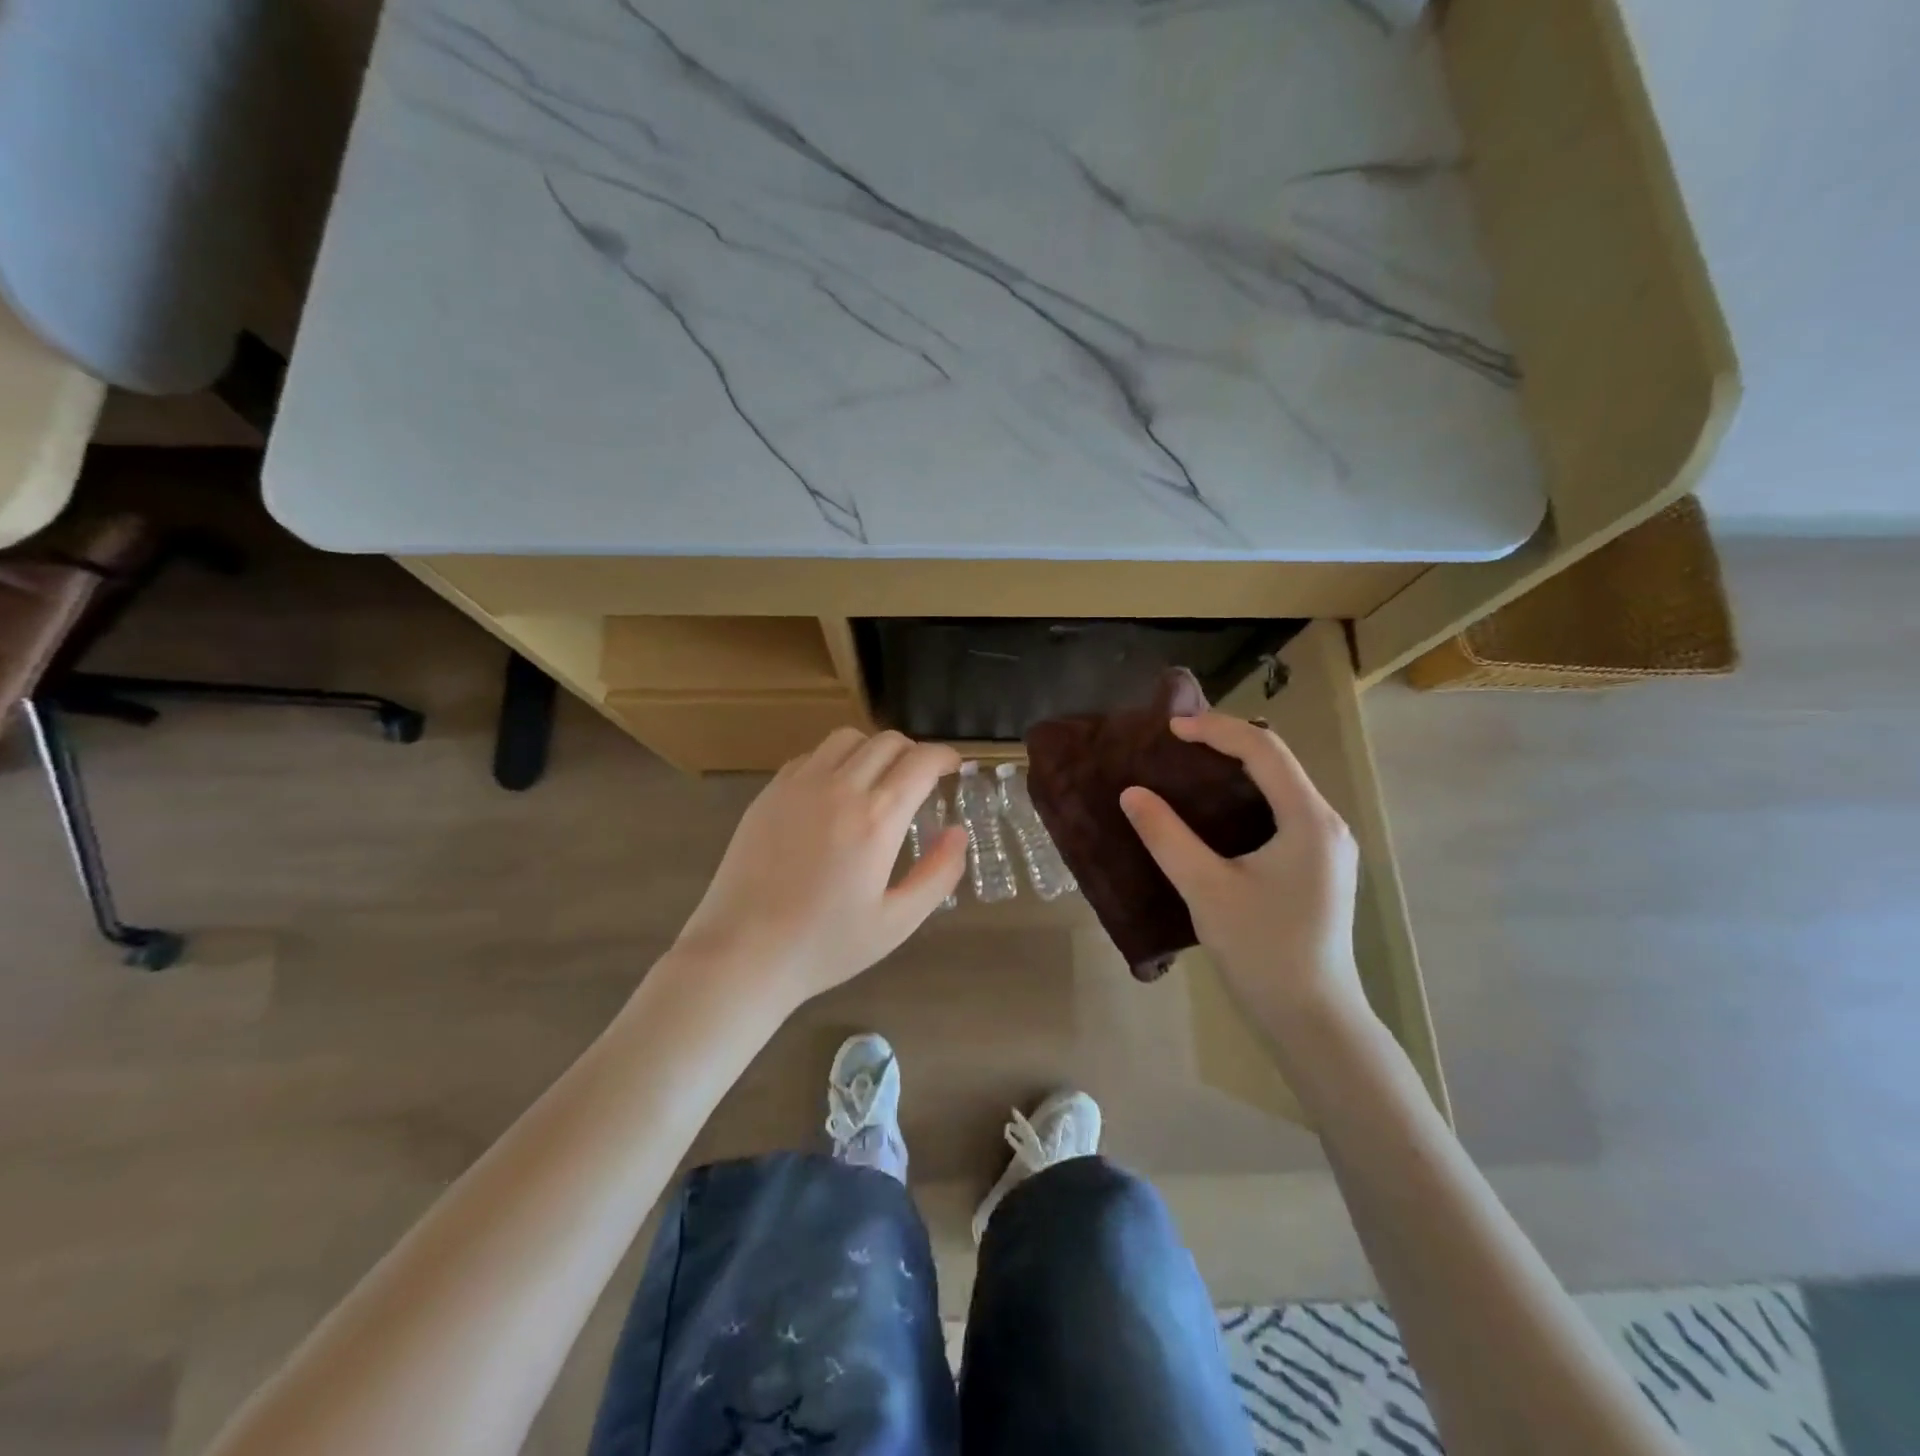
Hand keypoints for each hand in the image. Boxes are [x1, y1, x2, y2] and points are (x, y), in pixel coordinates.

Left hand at [671, 728, 966, 1011]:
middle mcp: (840, 788)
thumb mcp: (896, 922)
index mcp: (876, 819)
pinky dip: (835, 760)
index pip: (920, 761)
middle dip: (914, 752)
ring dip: (873, 750)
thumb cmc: (824, 945)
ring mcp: (799, 786)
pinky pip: (812, 756)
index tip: (952, 766)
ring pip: (847, 739)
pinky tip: (834, 792)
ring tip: (878, 779)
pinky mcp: (769, 793)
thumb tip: (958, 832)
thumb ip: (938, 874)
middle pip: (887, 742)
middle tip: (921, 778)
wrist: (741, 953)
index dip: (944, 756)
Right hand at [1119, 714, 1368, 1031]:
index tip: (1169, 729)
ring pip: (1280, 786)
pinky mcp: (1318, 866)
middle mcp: (1326, 824)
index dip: (1216, 730)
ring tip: (1187, 767)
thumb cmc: (1262, 951)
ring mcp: (1327, 846)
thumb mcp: (1206, 890)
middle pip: (1277, 762)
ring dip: (1235, 769)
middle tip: (1174, 743)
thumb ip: (1167, 836)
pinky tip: (1213, 811)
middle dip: (1226, 742)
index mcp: (1309, 821)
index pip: (1264, 750)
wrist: (1312, 1019)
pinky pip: (1281, 811)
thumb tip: (1131, 793)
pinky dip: (1245, 797)